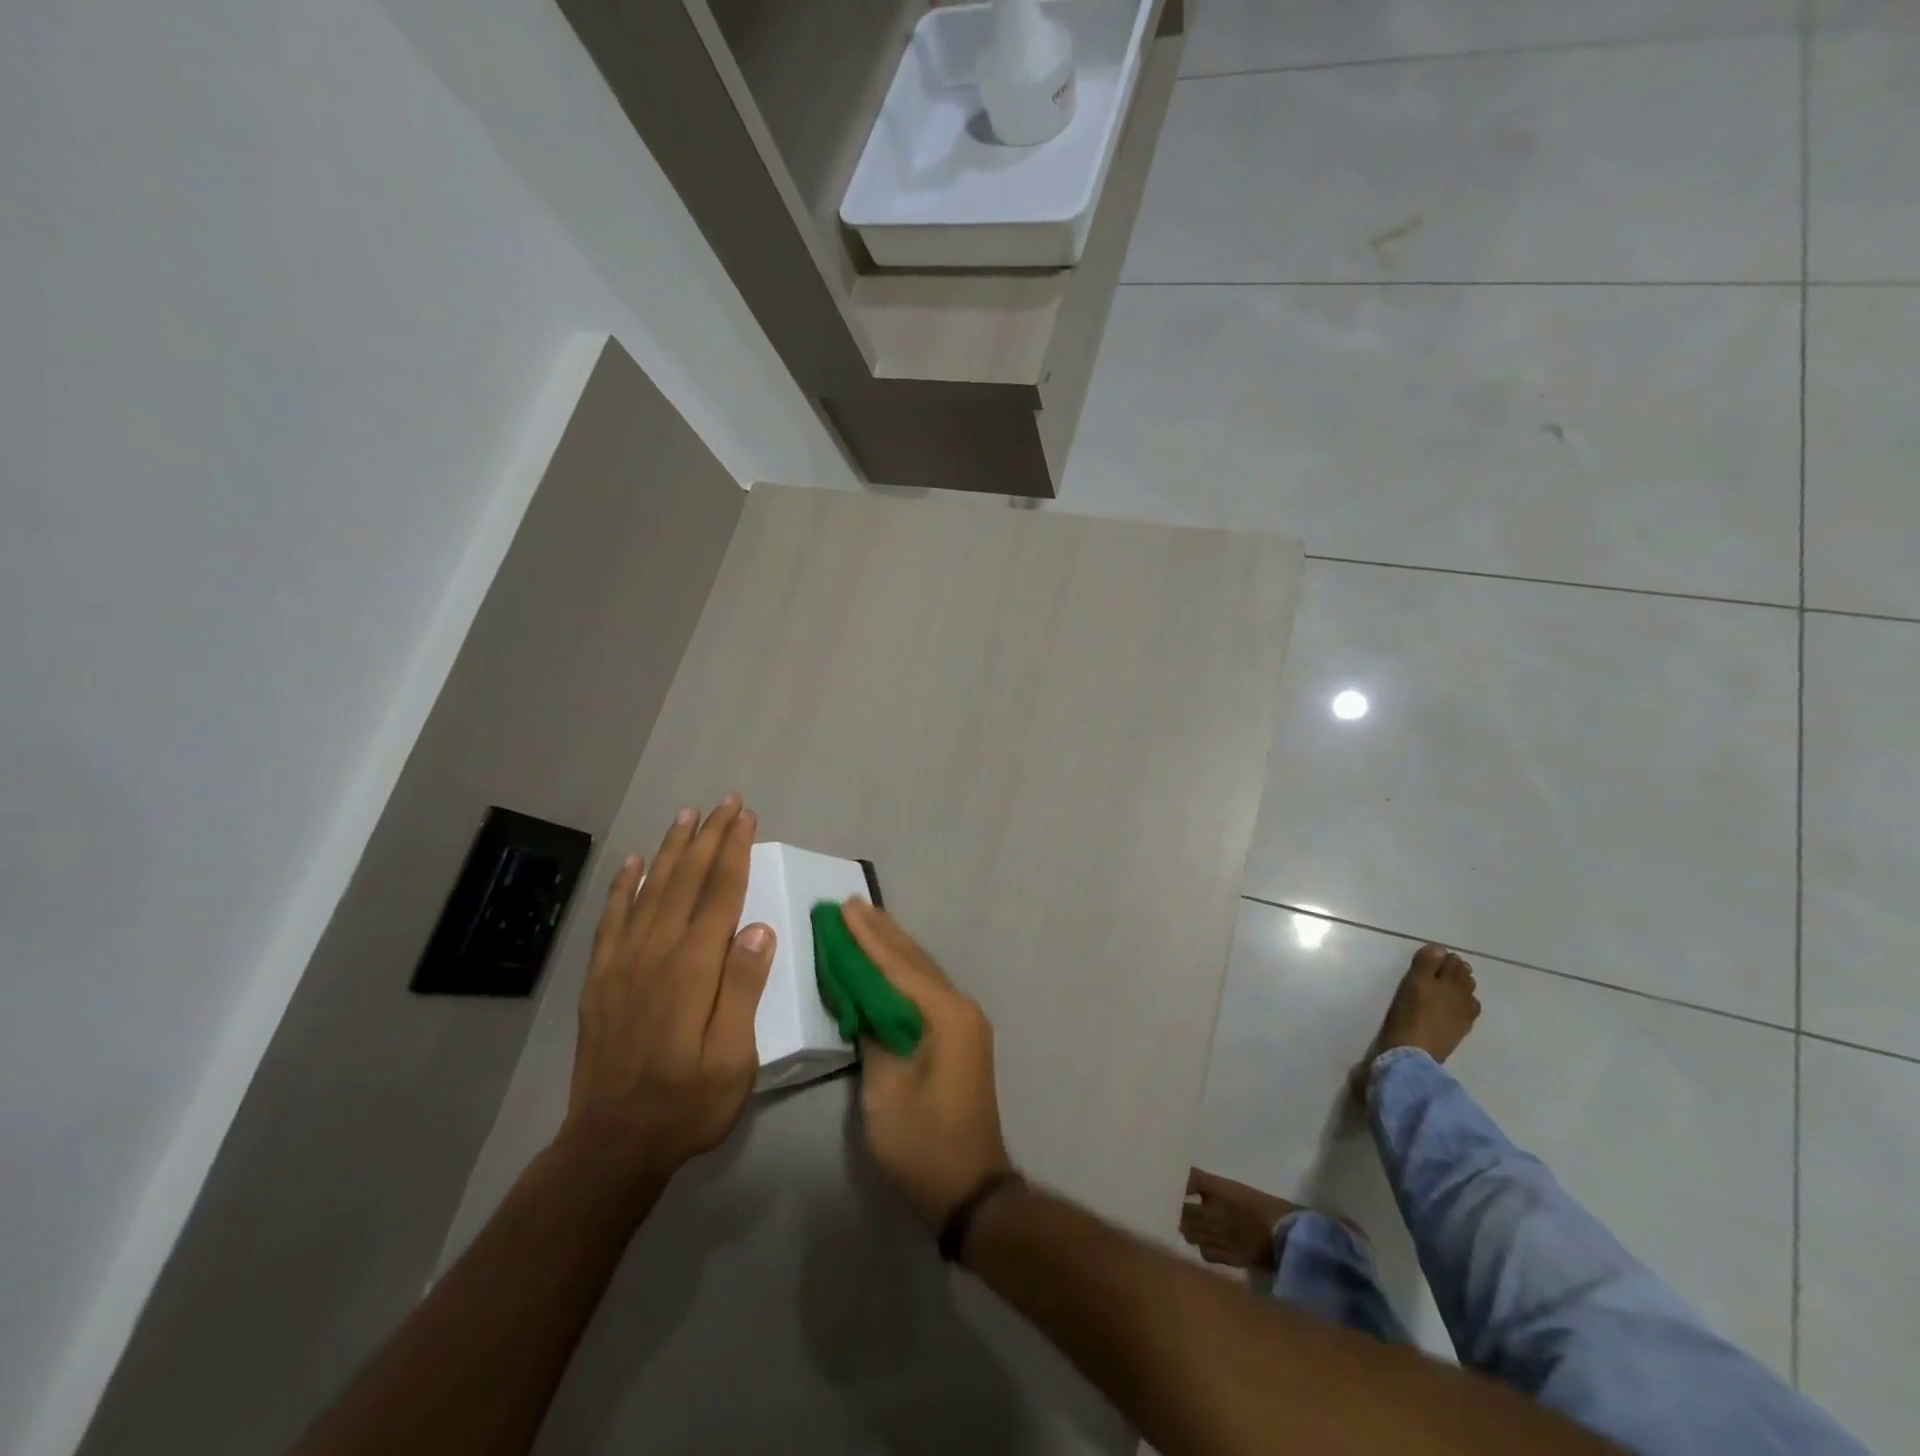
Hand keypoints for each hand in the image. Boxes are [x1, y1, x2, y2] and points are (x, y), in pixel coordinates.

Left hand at [559, 796, 775, 1179]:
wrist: (612, 1144)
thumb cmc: (687, 1102)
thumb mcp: (734, 1057)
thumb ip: (744, 988)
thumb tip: (759, 927)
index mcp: (694, 968)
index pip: (720, 894)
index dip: (734, 851)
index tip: (746, 817)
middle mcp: (656, 952)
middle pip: (686, 881)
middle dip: (708, 837)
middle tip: (725, 802)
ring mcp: (623, 962)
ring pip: (650, 890)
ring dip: (671, 849)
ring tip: (686, 815)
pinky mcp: (601, 978)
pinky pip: (612, 919)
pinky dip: (623, 886)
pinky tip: (634, 863)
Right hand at [843, 900, 1012, 1229]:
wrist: (970, 1188)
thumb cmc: (923, 1143)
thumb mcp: (885, 1091)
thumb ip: (873, 1035)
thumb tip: (863, 1001)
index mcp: (945, 1014)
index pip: (898, 965)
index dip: (867, 937)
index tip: (843, 907)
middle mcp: (960, 1007)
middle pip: (914, 960)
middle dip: (881, 932)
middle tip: (851, 903)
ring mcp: (964, 1021)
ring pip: (922, 972)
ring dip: (892, 947)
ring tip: (865, 919)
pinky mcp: (960, 1036)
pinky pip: (926, 990)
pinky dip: (902, 972)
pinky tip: (886, 962)